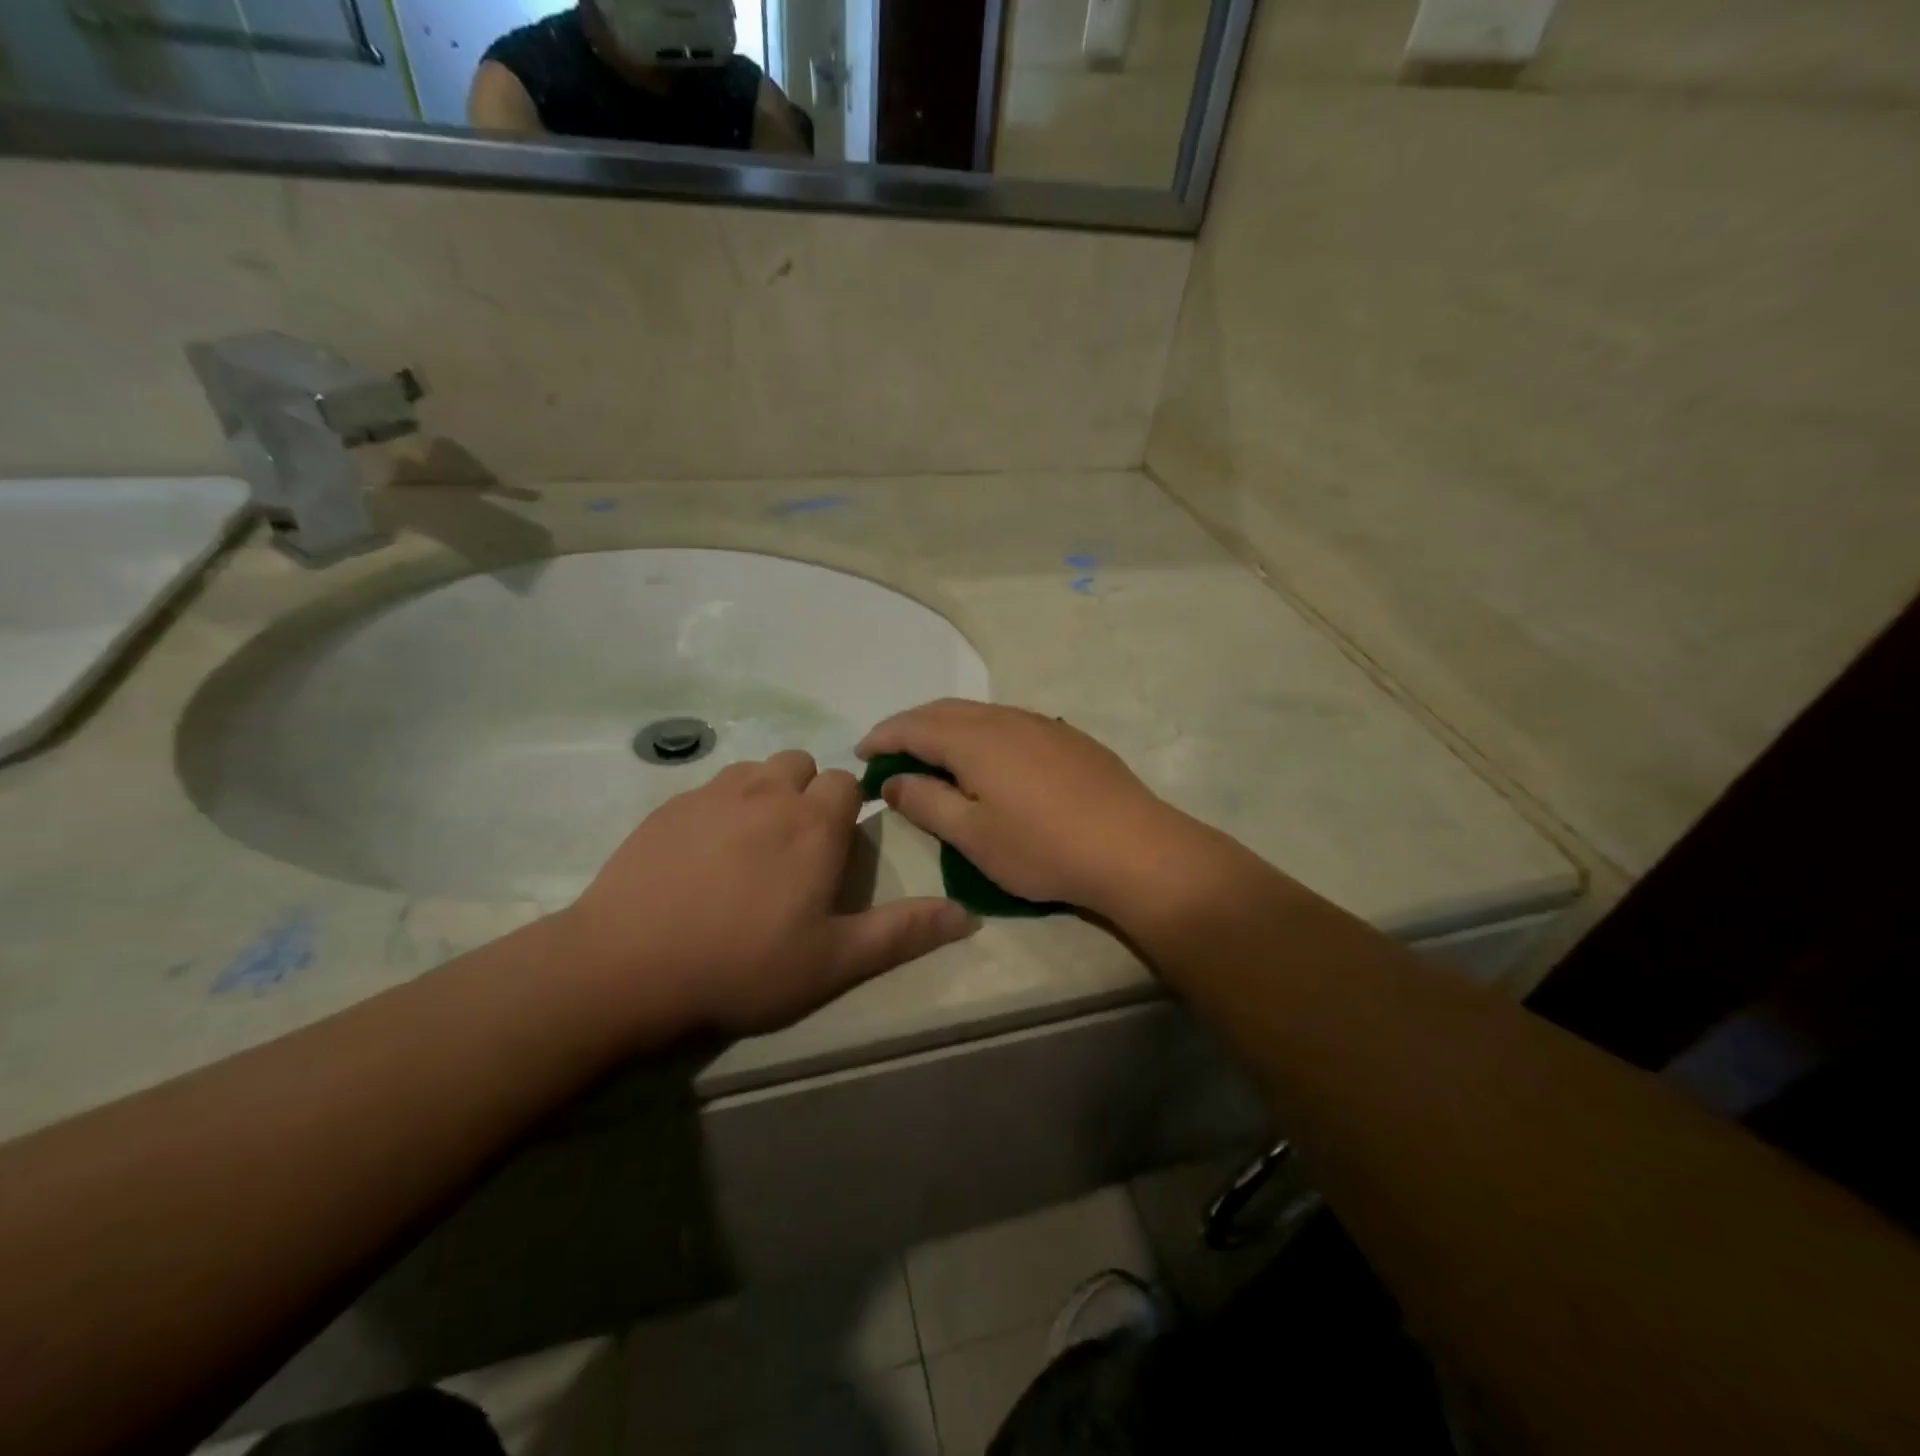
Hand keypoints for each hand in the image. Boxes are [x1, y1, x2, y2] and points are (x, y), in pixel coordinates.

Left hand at [556, 751, 975, 1036]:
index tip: (834, 850)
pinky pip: (710, 787)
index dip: (847, 811)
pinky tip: (701, 855)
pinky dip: (720, 807)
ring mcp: (713, 794)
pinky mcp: (669, 806)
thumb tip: (967, 915)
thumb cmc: (742, 965)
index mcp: (814, 824)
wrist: (626, 967)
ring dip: (764, 794)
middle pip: (801, 765)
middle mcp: (768, 792)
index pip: (847, 783)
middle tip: (794, 849)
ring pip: (755, 771)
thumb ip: (902, 932)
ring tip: (749, 848)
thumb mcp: (833, 961)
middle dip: (807, 794)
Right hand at [857, 700, 1208, 920]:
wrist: (1133, 848)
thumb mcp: (972, 835)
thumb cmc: (1042, 848)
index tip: (859, 753)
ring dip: (946, 727)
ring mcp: (1042, 725)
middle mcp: (1005, 719)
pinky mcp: (1068, 739)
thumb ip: (926, 802)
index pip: (913, 726)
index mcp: (974, 739)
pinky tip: (986, 758)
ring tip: (931, 753)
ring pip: (980, 714)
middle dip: (910, 726)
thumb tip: (892, 780)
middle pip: (945, 711)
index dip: (882, 736)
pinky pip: (1009, 723)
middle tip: (888, 751)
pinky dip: (980, 733)